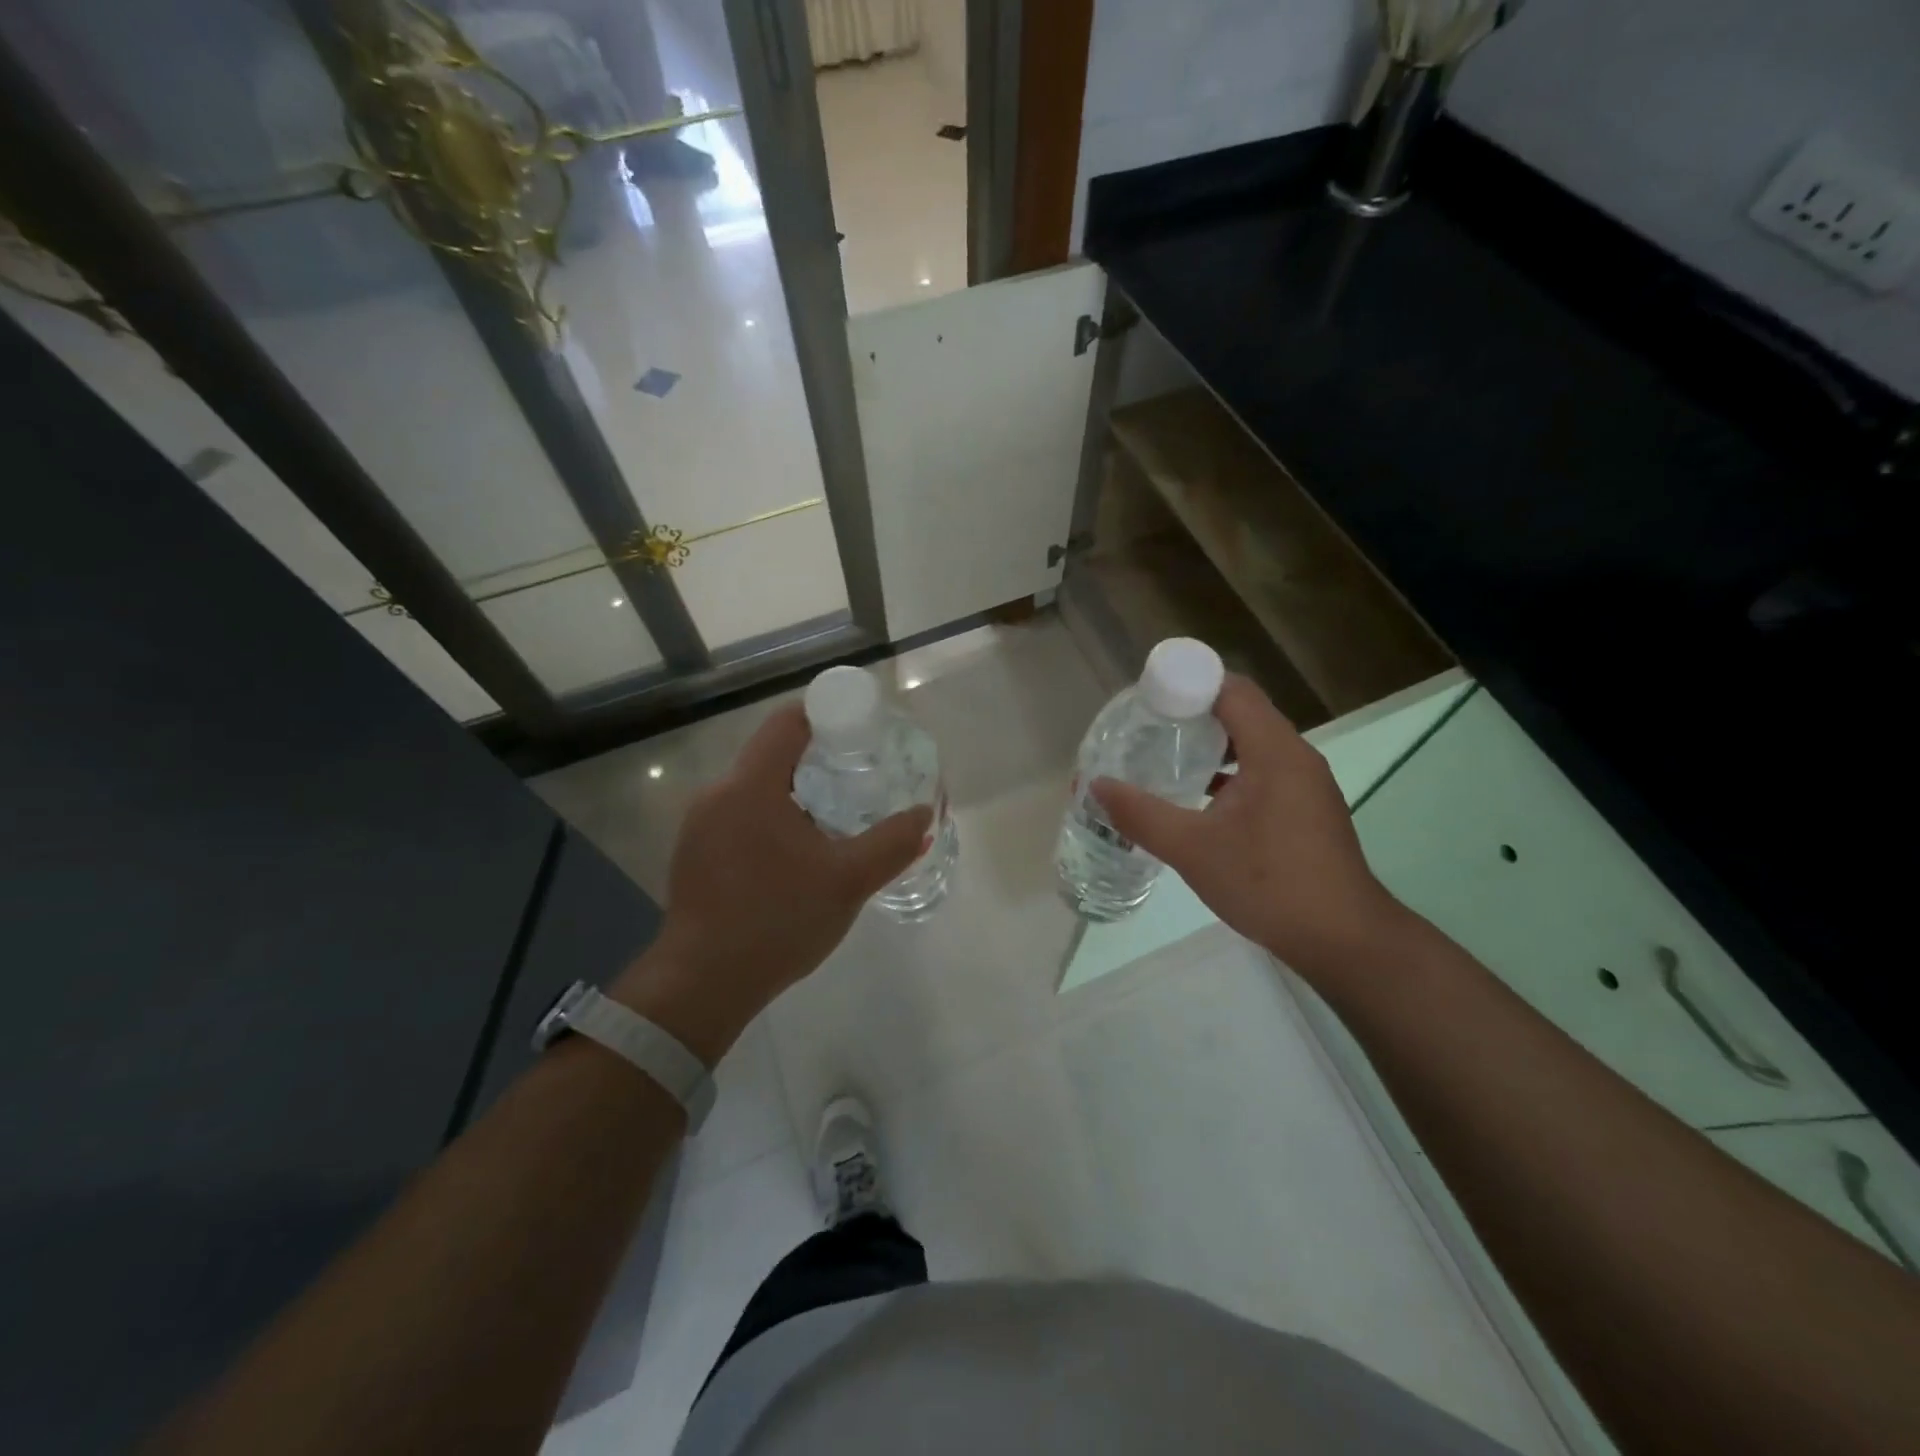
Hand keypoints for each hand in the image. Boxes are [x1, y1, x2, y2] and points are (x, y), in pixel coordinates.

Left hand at [610, 703, 930, 1063]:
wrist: (702, 984)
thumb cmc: (777, 920)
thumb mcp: (848, 881)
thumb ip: (892, 842)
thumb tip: (924, 813)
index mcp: (750, 785)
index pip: (788, 722)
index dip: (827, 715)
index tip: (862, 732)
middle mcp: (718, 793)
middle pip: (773, 753)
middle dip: (818, 758)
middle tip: (860, 777)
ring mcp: (699, 825)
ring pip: (756, 787)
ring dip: (796, 792)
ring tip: (835, 816)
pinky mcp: (694, 853)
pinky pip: (740, 815)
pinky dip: (773, 817)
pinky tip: (797, 853)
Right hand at [1092, 675, 1404, 976]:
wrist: (1342, 940)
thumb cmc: (1268, 883)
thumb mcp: (1192, 849)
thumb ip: (1141, 814)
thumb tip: (1096, 786)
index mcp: (1275, 751)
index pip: (1232, 689)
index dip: (1188, 684)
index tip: (1147, 699)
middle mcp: (1295, 757)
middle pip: (1241, 712)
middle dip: (1193, 714)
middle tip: (1147, 729)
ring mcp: (1305, 785)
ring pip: (1252, 744)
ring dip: (1212, 746)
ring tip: (1166, 759)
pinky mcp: (1306, 810)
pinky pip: (1263, 772)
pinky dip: (1230, 774)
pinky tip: (1199, 799)